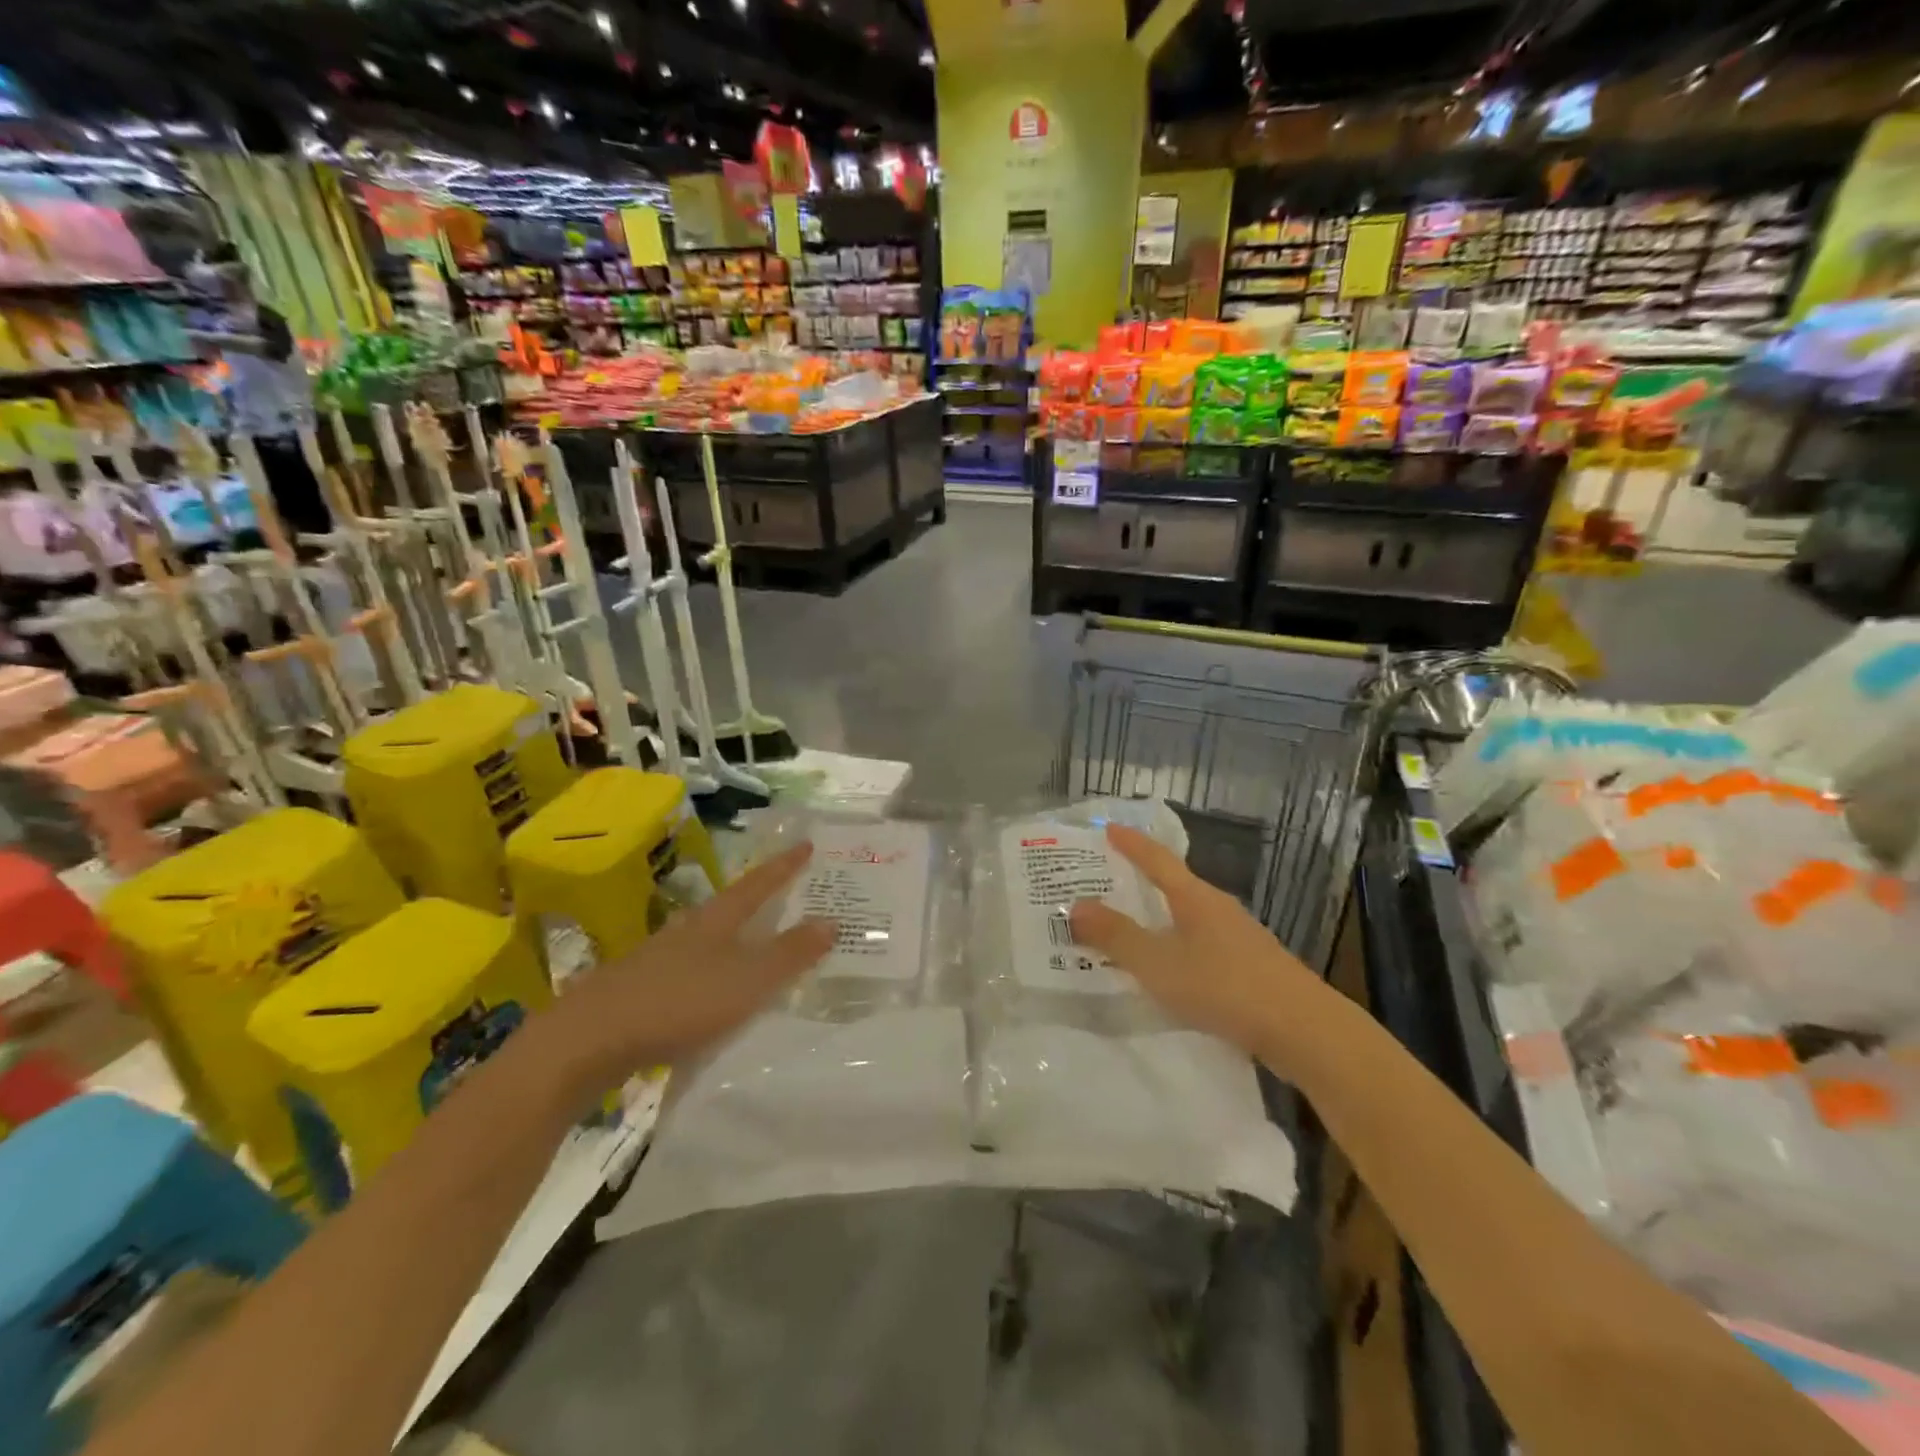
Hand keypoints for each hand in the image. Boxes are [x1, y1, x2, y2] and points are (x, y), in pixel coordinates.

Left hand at [555, 841, 834, 1086]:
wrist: (587, 1042)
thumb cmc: (677, 1003)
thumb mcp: (746, 981)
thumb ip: (789, 954)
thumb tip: (831, 920)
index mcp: (714, 921)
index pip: (757, 885)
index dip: (784, 867)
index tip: (806, 845)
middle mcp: (685, 932)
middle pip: (728, 907)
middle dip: (758, 898)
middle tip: (786, 892)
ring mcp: (657, 960)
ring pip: (705, 939)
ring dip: (733, 937)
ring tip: (754, 942)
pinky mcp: (638, 992)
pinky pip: (688, 971)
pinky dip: (711, 972)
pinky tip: (712, 992)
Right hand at [1068, 825, 1331, 1063]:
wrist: (1303, 1029)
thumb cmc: (1224, 987)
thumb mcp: (1158, 964)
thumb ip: (1116, 936)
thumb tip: (1075, 906)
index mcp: (1195, 898)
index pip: (1157, 859)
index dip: (1131, 844)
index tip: (1109, 829)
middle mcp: (1218, 908)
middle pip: (1174, 885)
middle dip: (1140, 882)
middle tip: (1107, 883)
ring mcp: (1239, 936)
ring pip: (1188, 917)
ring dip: (1159, 918)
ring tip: (1130, 929)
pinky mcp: (1251, 966)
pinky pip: (1202, 944)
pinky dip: (1178, 946)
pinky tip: (1170, 969)